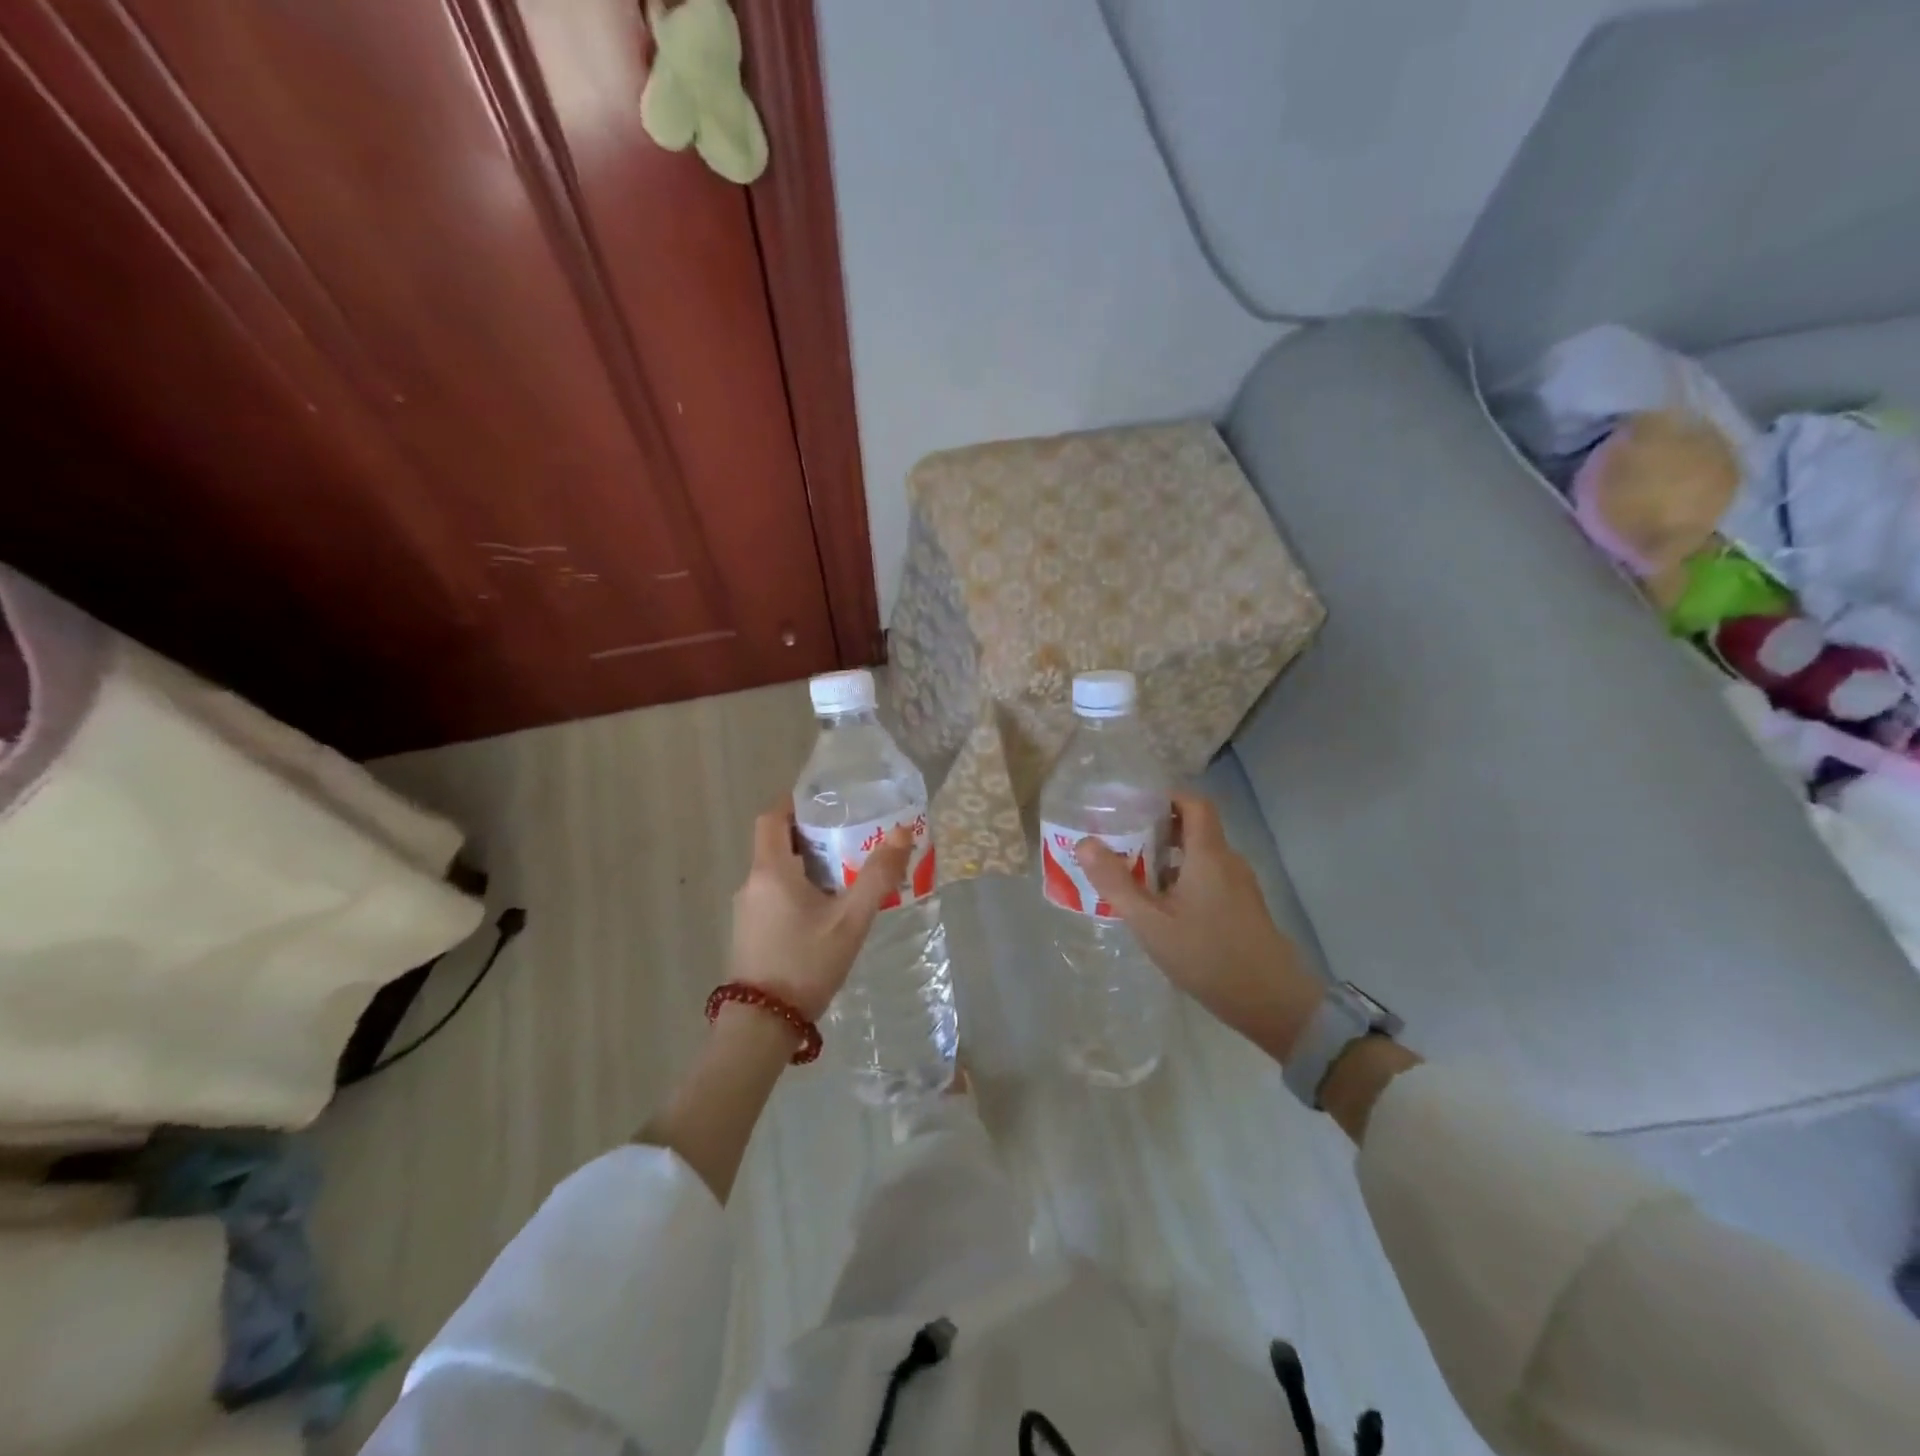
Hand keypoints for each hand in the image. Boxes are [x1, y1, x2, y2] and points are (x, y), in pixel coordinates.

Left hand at [729, 806, 912, 1021]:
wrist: (762, 1026)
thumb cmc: (806, 963)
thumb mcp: (850, 920)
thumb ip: (877, 876)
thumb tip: (902, 831)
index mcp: (771, 870)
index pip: (772, 817)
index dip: (796, 803)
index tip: (828, 803)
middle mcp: (752, 883)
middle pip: (778, 843)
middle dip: (812, 835)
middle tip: (851, 837)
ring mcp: (747, 909)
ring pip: (777, 871)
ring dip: (808, 865)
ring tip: (846, 872)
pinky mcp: (750, 931)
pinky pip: (774, 894)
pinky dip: (798, 888)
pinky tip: (826, 910)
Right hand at [1076, 790, 1322, 1059]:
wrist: (1272, 1002)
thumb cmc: (1207, 955)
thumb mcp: (1151, 922)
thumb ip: (1116, 882)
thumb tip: (1085, 843)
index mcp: (1208, 854)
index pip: (1194, 802)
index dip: (1165, 796)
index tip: (1132, 805)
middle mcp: (1228, 860)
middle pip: (1194, 827)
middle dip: (1156, 828)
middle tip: (1120, 840)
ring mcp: (1239, 885)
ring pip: (1200, 855)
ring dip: (1167, 857)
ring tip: (1133, 874)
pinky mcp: (1243, 907)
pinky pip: (1209, 877)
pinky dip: (1183, 878)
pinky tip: (1161, 906)